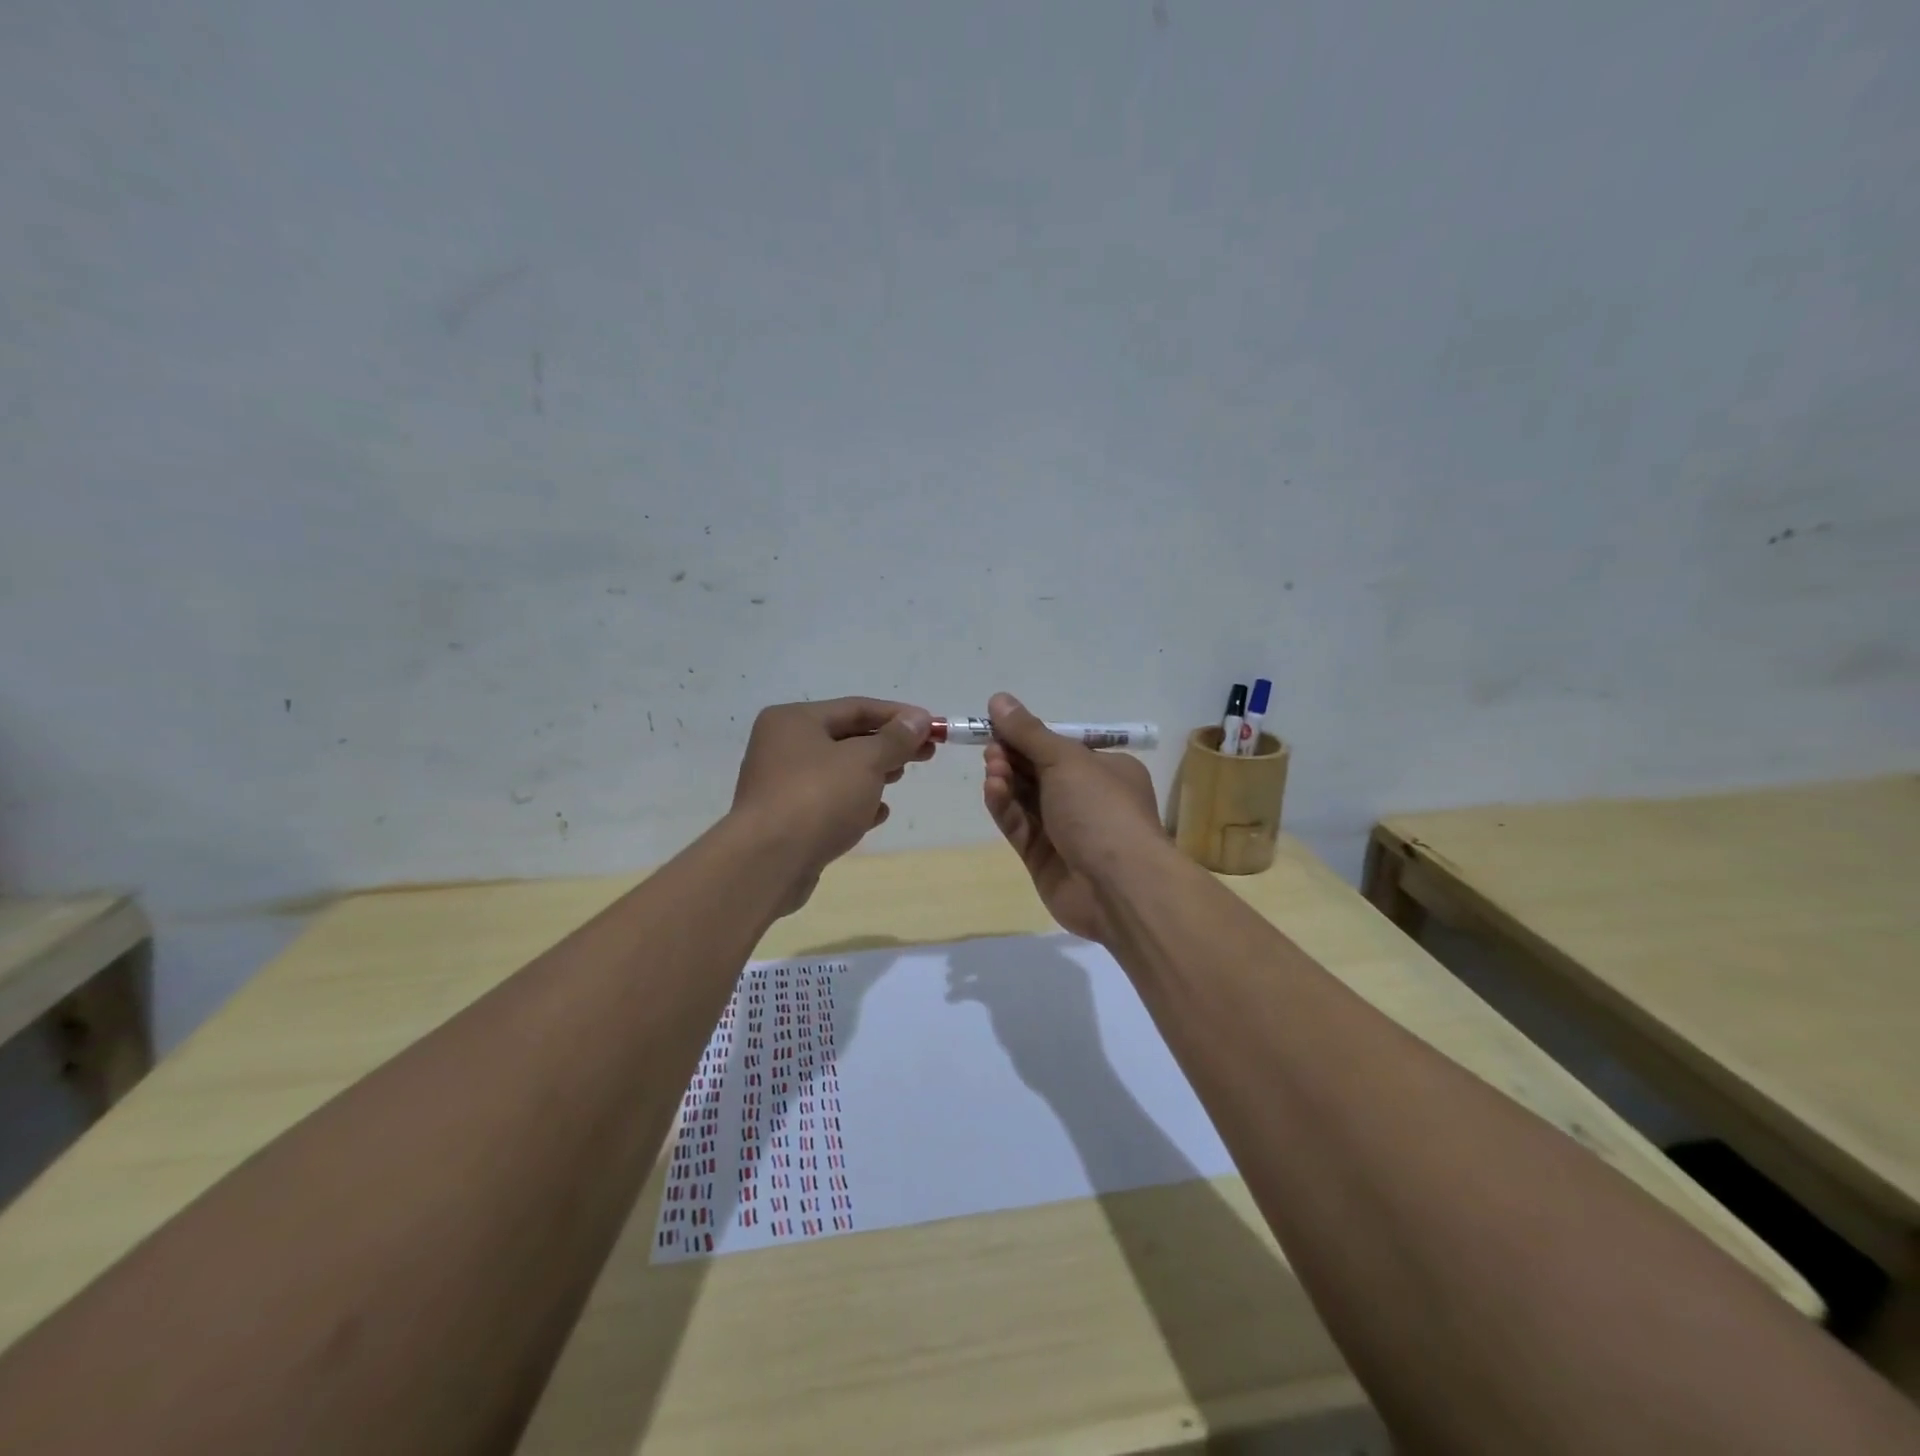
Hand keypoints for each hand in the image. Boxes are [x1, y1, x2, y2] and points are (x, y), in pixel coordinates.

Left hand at [732, 698, 934, 910]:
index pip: (856, 708)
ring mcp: (781, 785)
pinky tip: (878, 814)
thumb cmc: (817, 798)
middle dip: (888, 746)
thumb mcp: (864, 761)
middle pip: (846, 738)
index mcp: (793, 720)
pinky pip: (828, 803)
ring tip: (900, 779)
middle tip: (926, 754)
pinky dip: (854, 803)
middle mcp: (782, 747)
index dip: (898, 715)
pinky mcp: (787, 820)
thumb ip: (895, 739)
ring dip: (873, 774)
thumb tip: (918, 719)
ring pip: (838, 772)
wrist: (769, 862)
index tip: (933, 726)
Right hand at [981, 692, 1162, 943]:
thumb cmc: (1101, 809)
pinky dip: (1005, 807)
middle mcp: (1086, 798)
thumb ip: (1029, 732)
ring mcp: (1064, 830)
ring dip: (1006, 780)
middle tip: (991, 749)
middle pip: (1038, 772)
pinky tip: (993, 790)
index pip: (1059, 747)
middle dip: (1012, 758)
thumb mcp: (1066, 760)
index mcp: (1105, 770)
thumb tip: (999, 698)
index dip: (1027, 736)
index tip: (996, 726)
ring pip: (1025, 799)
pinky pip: (1019, 826)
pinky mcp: (1043, 858)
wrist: (1119, 886)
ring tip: (992, 769)